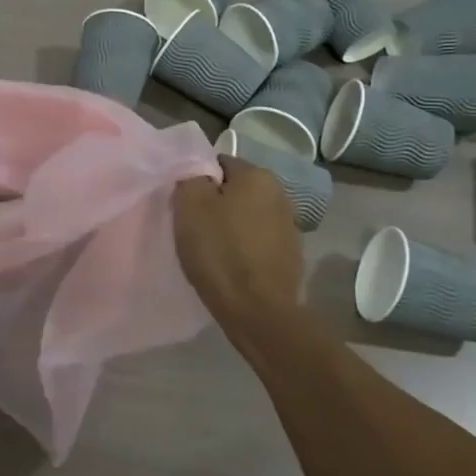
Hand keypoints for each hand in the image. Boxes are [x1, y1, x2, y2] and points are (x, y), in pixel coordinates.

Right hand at [173, 157, 303, 320]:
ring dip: (231, 226)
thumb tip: (198, 174)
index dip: (197, 181)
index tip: (184, 204)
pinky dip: (244, 247)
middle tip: (193, 226)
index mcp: (257, 175)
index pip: (219, 163)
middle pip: (235, 190)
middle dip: (215, 203)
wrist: (258, 311)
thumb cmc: (220, 252)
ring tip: (211, 249)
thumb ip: (191, 178)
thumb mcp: (190, 206)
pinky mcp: (290, 255)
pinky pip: (258, 241)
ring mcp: (290, 226)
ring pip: (247, 216)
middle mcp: (280, 193)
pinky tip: (231, 265)